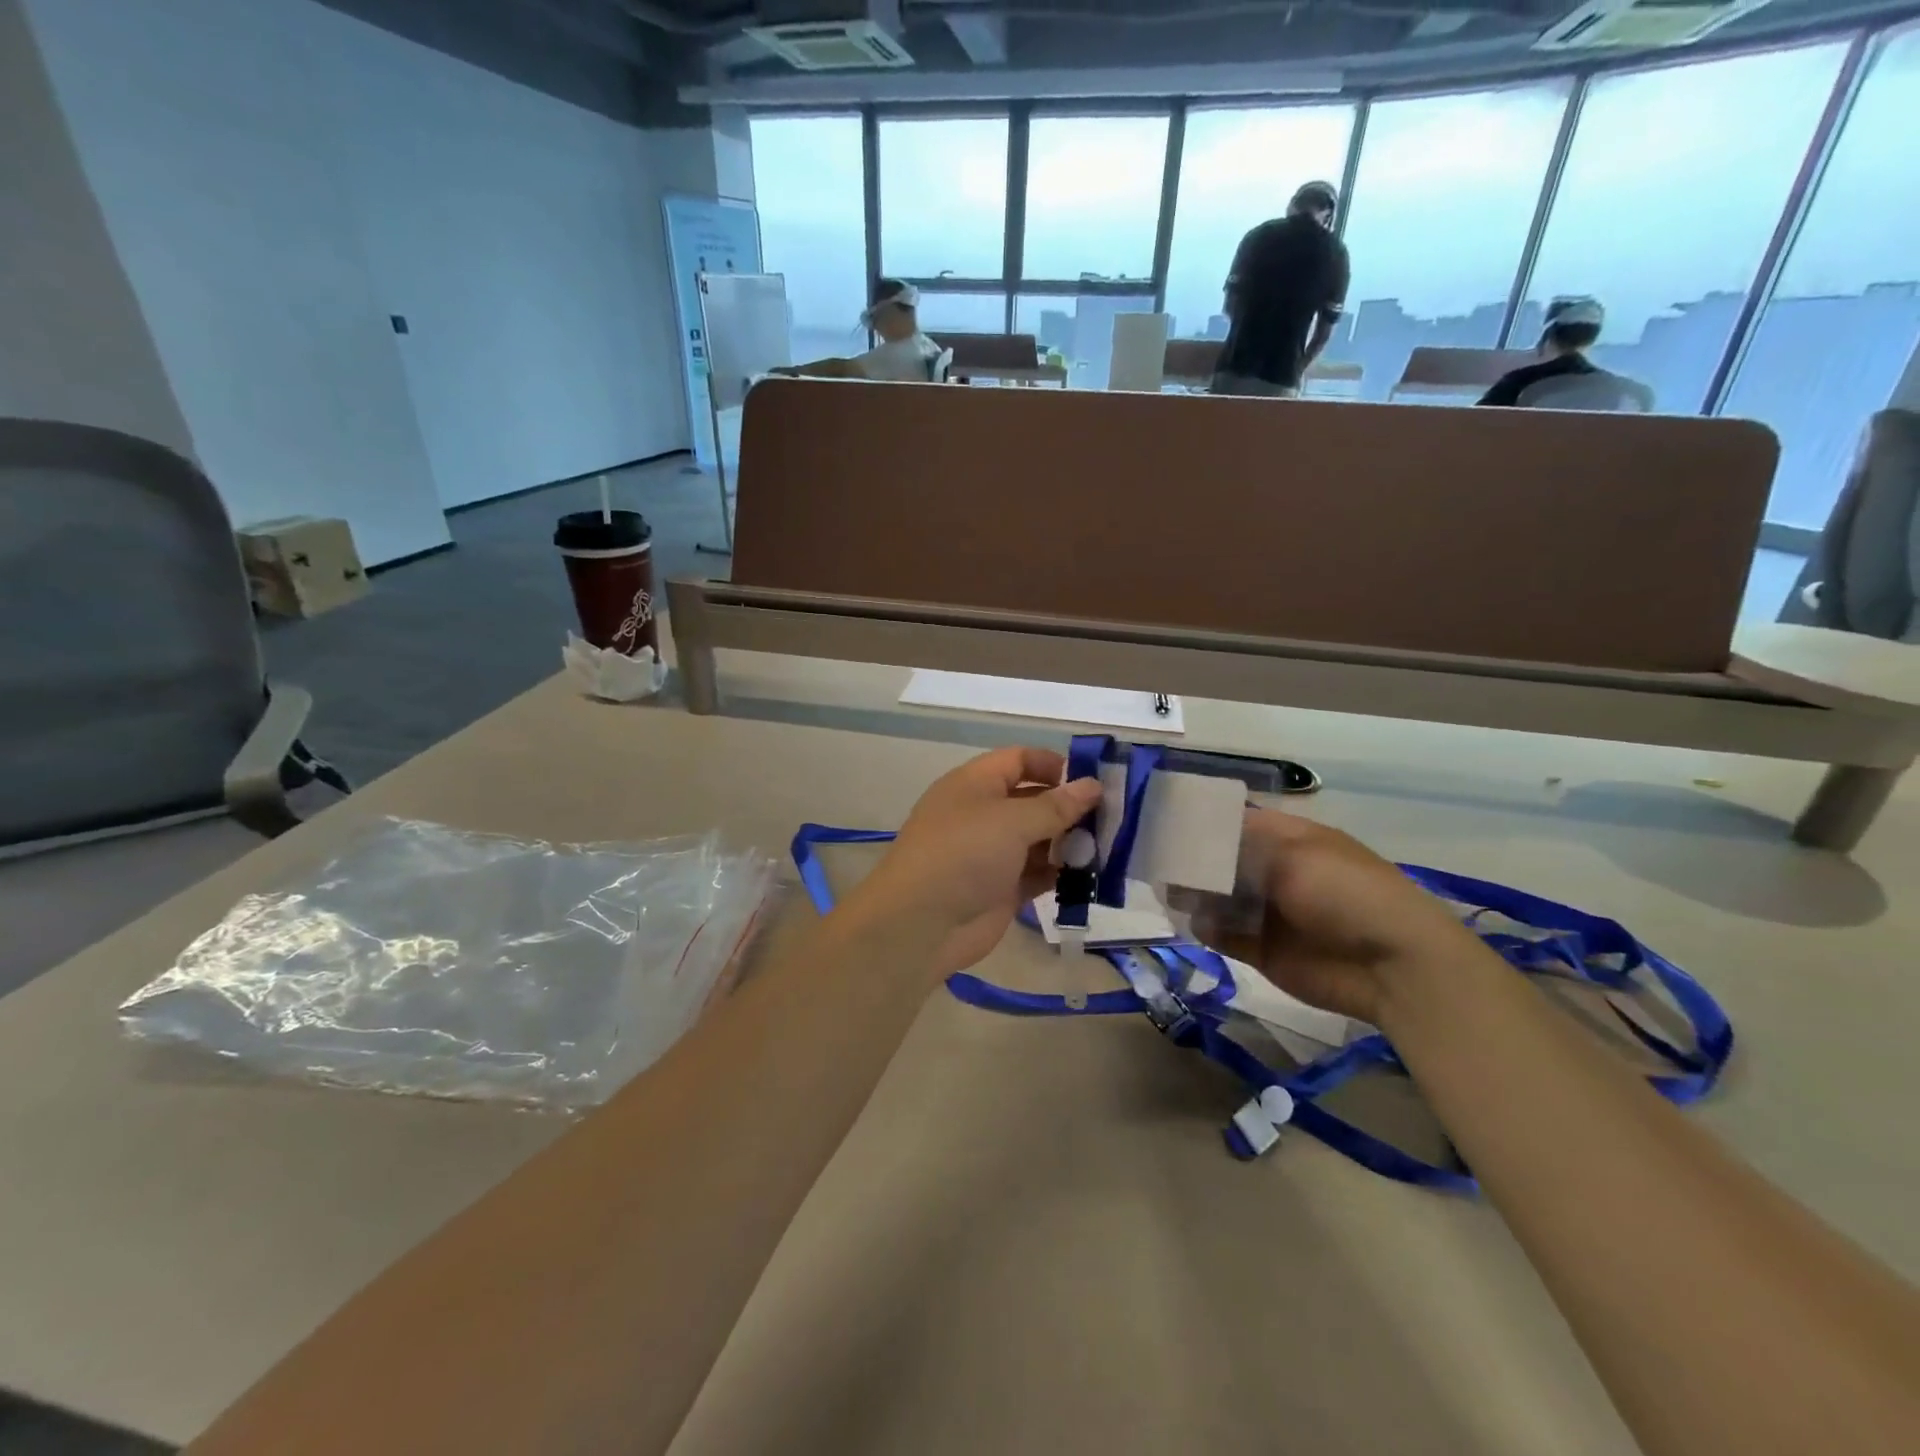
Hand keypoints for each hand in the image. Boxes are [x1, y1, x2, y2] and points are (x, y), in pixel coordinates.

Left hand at [848, 748, 1102, 978]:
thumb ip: (1055, 805)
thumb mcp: (1011, 821)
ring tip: (1108, 847)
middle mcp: (982, 814)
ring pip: (1038, 839)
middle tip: (1113, 818)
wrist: (920, 924)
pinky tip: (1090, 876)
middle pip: (1032, 800)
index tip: (1092, 780)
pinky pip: (1037, 873)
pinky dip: (1061, 873)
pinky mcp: (1001, 889)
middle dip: (1069, 807)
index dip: (1054, 765)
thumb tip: (1092, 786)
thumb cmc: (963, 854)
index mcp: (975, 784)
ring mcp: (991, 854)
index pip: (1018, 760)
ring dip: (1069, 842)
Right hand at [1185, 809, 1487, 1026]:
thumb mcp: (1296, 853)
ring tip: (1166, 890)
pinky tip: (1190, 920)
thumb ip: (1242, 846)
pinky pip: (1224, 934)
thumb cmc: (1346, 893)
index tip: (1168, 818)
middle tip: (1157, 858)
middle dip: (1193, 859)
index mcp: (1291, 840)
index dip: (1206, 820)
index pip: (1239, 822)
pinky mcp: (1262, 949)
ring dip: (1195, 894)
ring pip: (1219, 898)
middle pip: (1224, 860)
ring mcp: (1269, 912)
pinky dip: (1205, 927)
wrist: (1392, 966)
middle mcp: (1276, 872)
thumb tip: (1199, 841)